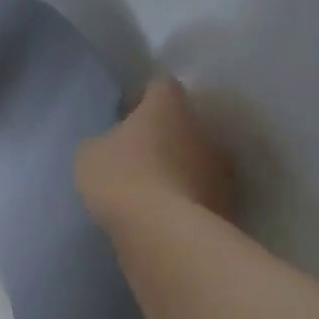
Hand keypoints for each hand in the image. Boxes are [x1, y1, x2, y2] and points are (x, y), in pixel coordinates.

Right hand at [75, 78, 235, 225]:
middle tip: (138, 154)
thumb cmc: (121, 178)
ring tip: (152, 189)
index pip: (161, 85)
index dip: (142, 98)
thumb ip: (104, 140)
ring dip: (180, 167)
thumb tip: (114, 144)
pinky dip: (188, 198)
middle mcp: (203, 129)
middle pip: (184, 123)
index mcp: (169, 107)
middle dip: (164, 135)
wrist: (163, 233)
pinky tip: (165, 215)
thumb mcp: (90, 154)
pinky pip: (203, 192)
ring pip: (197, 158)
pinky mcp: (228, 204)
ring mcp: (221, 169)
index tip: (125, 116)